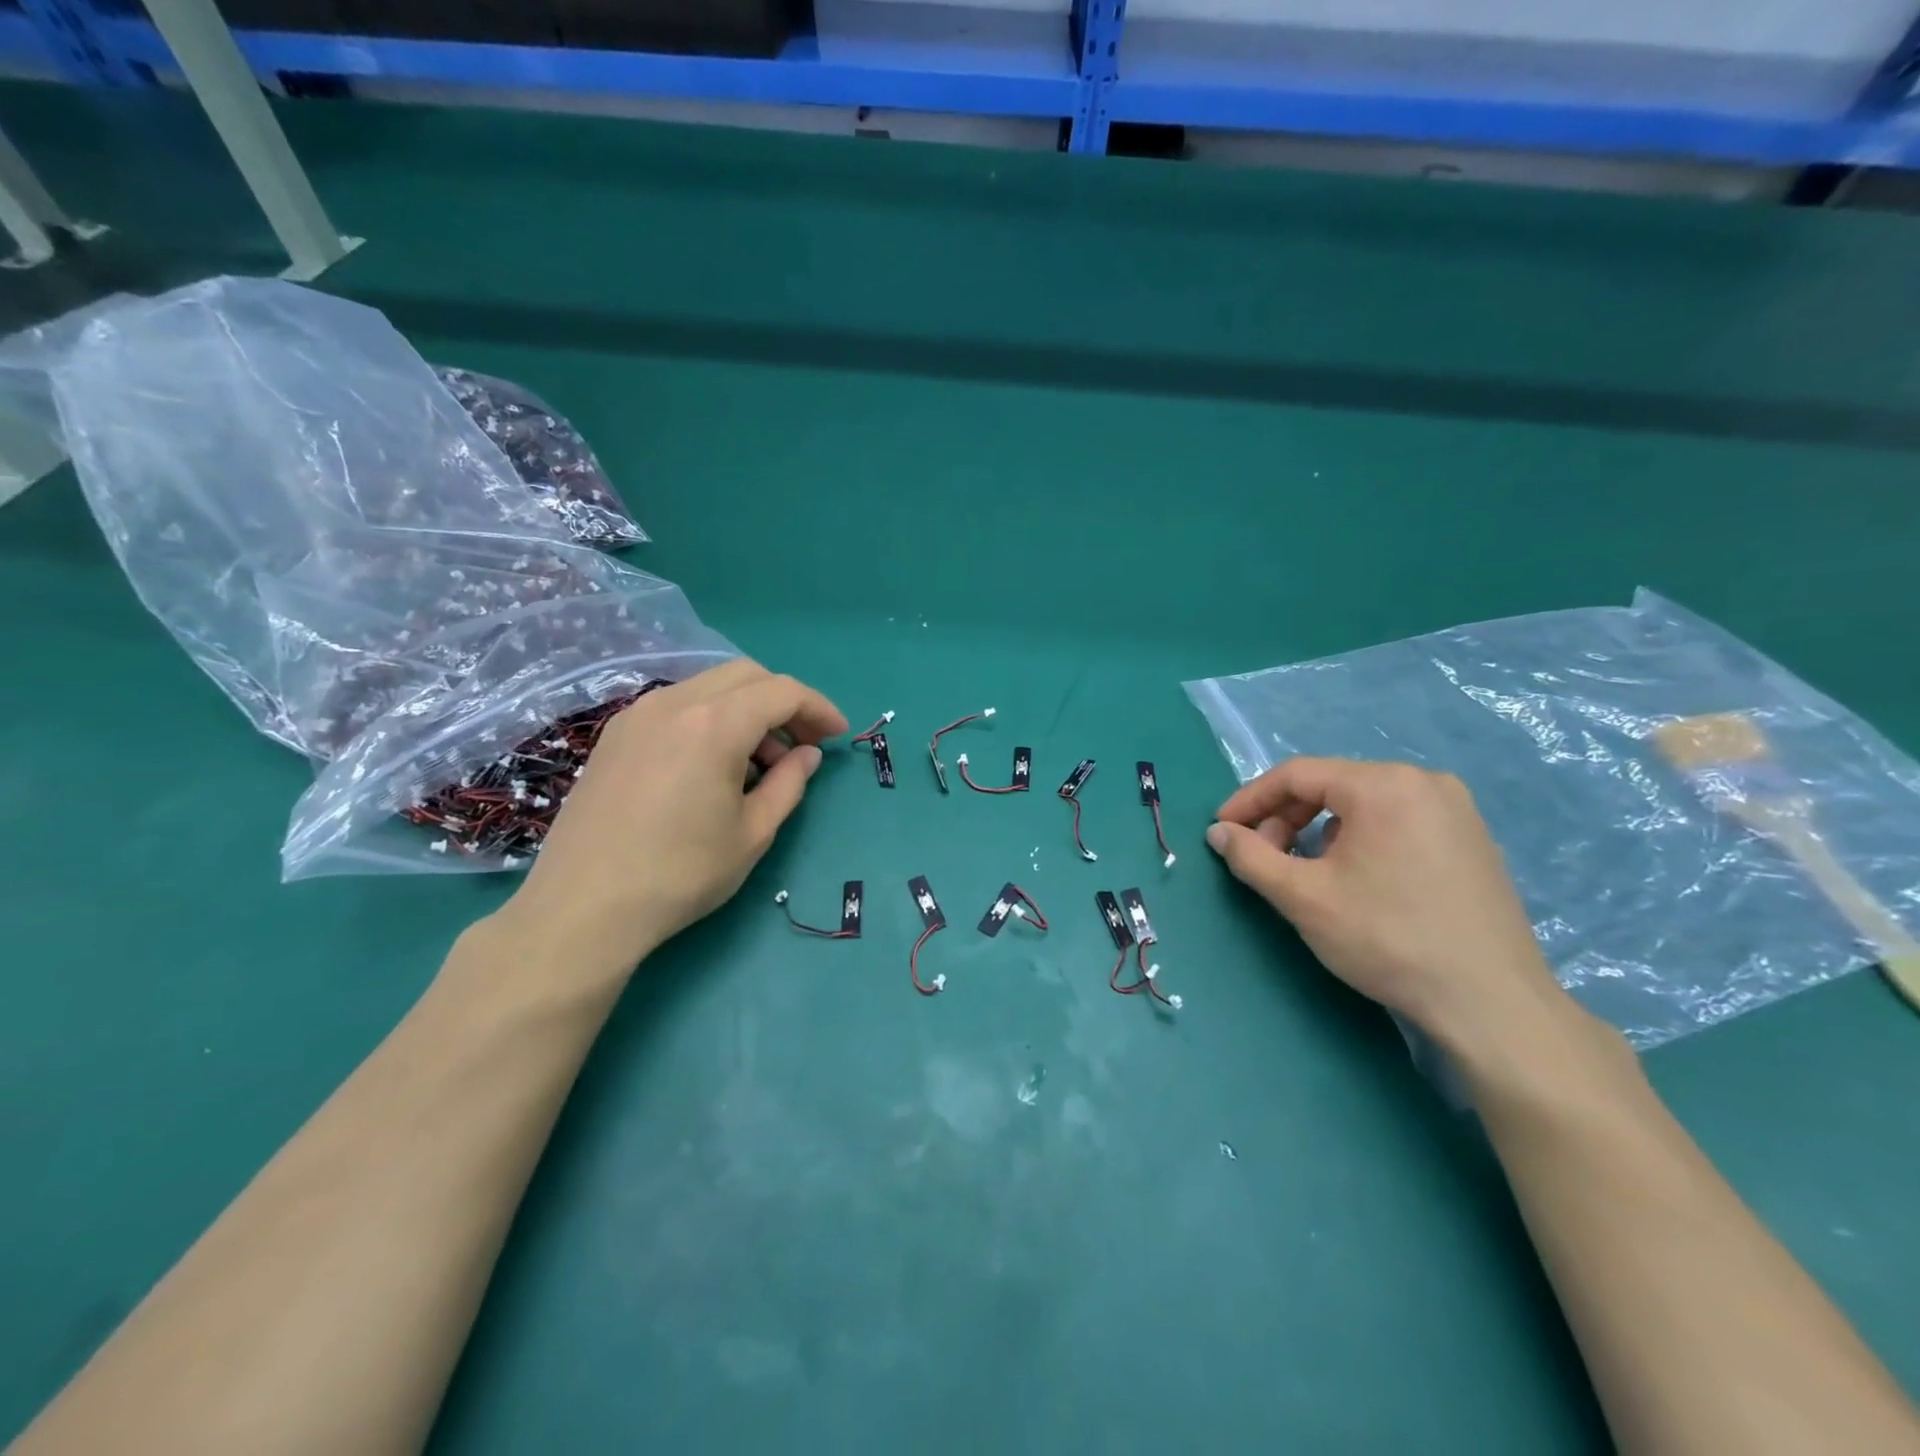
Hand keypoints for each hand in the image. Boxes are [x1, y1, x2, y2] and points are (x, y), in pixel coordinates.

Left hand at [498, 660, 847, 976]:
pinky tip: (714, 764)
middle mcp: (674, 703)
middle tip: (804, 744)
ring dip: (747, 710)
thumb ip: (789, 783)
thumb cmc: (681, 874)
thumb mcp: (753, 833)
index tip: (838, 735)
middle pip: (746, 675)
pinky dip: (711, 719)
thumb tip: (807, 754)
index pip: (782, 691)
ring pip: (709, 687)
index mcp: (714, 724)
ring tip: (760, 764)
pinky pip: (678, 706)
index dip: (818, 708)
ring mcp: (638, 714)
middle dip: (785, 702)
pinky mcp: (616, 734)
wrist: (583, 907)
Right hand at [1206, 757, 1570, 1047]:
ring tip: (1304, 871)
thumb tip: (1219, 833)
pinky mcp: (1472, 840)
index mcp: (1383, 785)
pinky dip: (1359, 838)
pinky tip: (1354, 877)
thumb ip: (1251, 856)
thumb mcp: (1303, 897)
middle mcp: (1424, 782)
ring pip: (1363, 804)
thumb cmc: (1388, 939)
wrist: (1491, 1004)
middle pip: (1331, 785)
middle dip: (1285, 817)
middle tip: (1262, 857)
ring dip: (1319, 829)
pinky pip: (1397, 821)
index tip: (1222, 830)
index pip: (1297, 774)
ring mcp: (1456, 810)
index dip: (1250, 800)